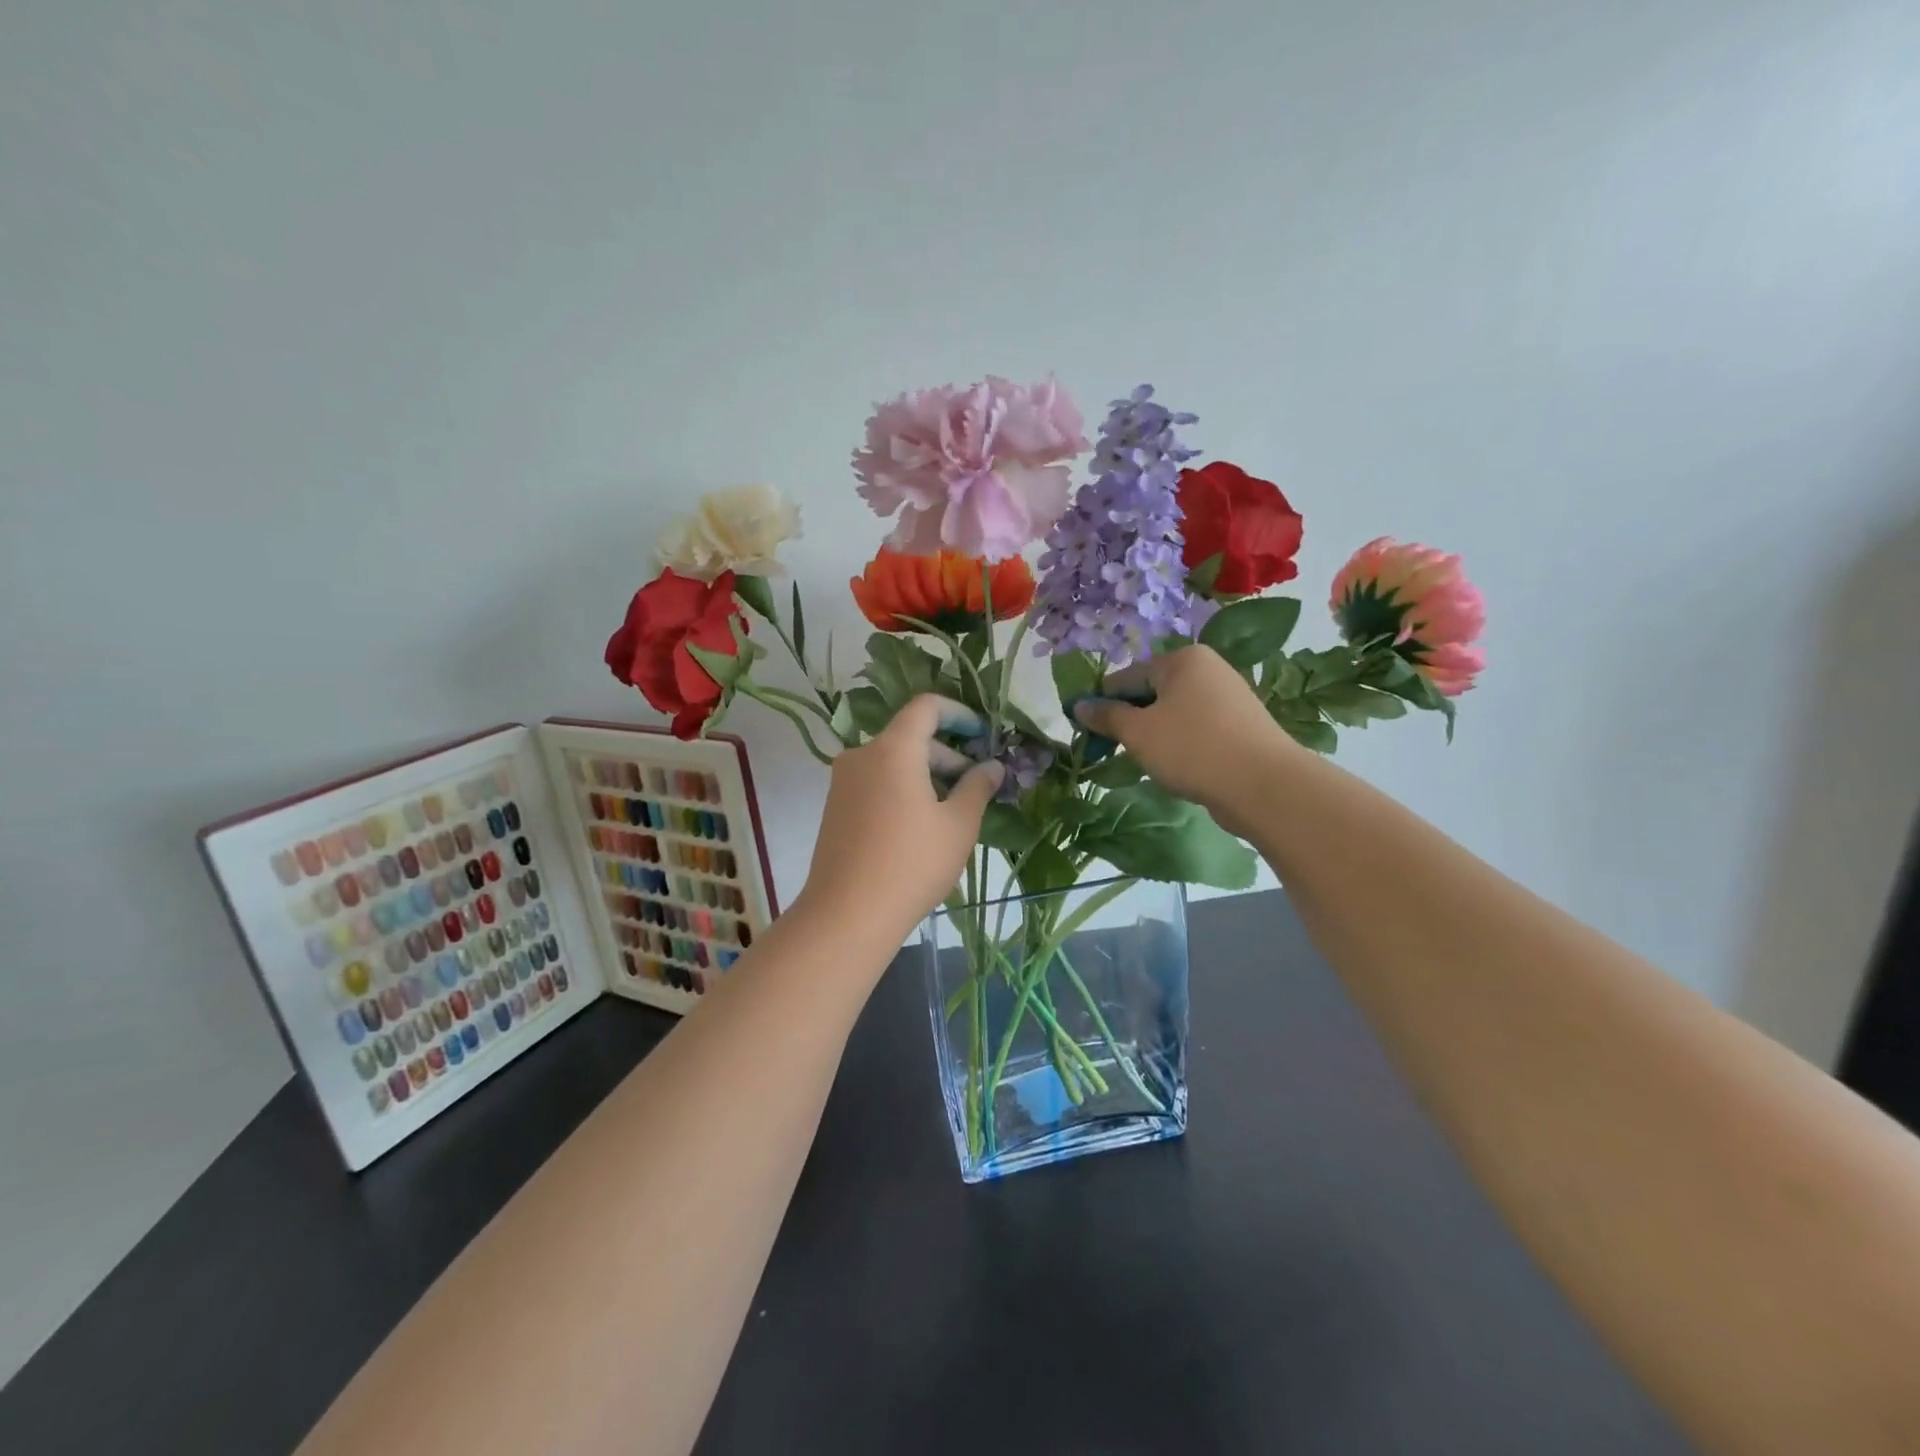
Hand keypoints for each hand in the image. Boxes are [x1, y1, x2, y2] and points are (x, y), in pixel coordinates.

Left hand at [797, 695, 1003, 943]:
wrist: (847, 914)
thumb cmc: (912, 864)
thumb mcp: (958, 825)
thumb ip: (978, 787)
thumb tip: (992, 767)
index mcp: (892, 749)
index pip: (926, 707)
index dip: (959, 713)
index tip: (983, 735)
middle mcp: (862, 755)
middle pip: (911, 737)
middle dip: (948, 754)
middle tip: (977, 787)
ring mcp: (844, 781)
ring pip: (894, 762)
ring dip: (927, 775)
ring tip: (954, 811)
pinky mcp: (836, 806)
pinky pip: (877, 782)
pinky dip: (903, 789)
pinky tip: (922, 826)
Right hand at [1073, 646, 1297, 837]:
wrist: (1263, 785)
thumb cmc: (1192, 748)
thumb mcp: (1138, 733)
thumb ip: (1106, 716)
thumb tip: (1079, 705)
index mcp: (1182, 659)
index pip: (1127, 676)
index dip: (1103, 702)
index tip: (1086, 729)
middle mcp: (1208, 669)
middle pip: (1153, 692)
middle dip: (1130, 719)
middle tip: (1114, 749)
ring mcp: (1229, 697)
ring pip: (1174, 713)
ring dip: (1154, 734)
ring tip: (1145, 761)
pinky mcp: (1241, 725)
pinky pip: (1197, 729)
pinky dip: (1180, 744)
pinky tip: (1176, 767)